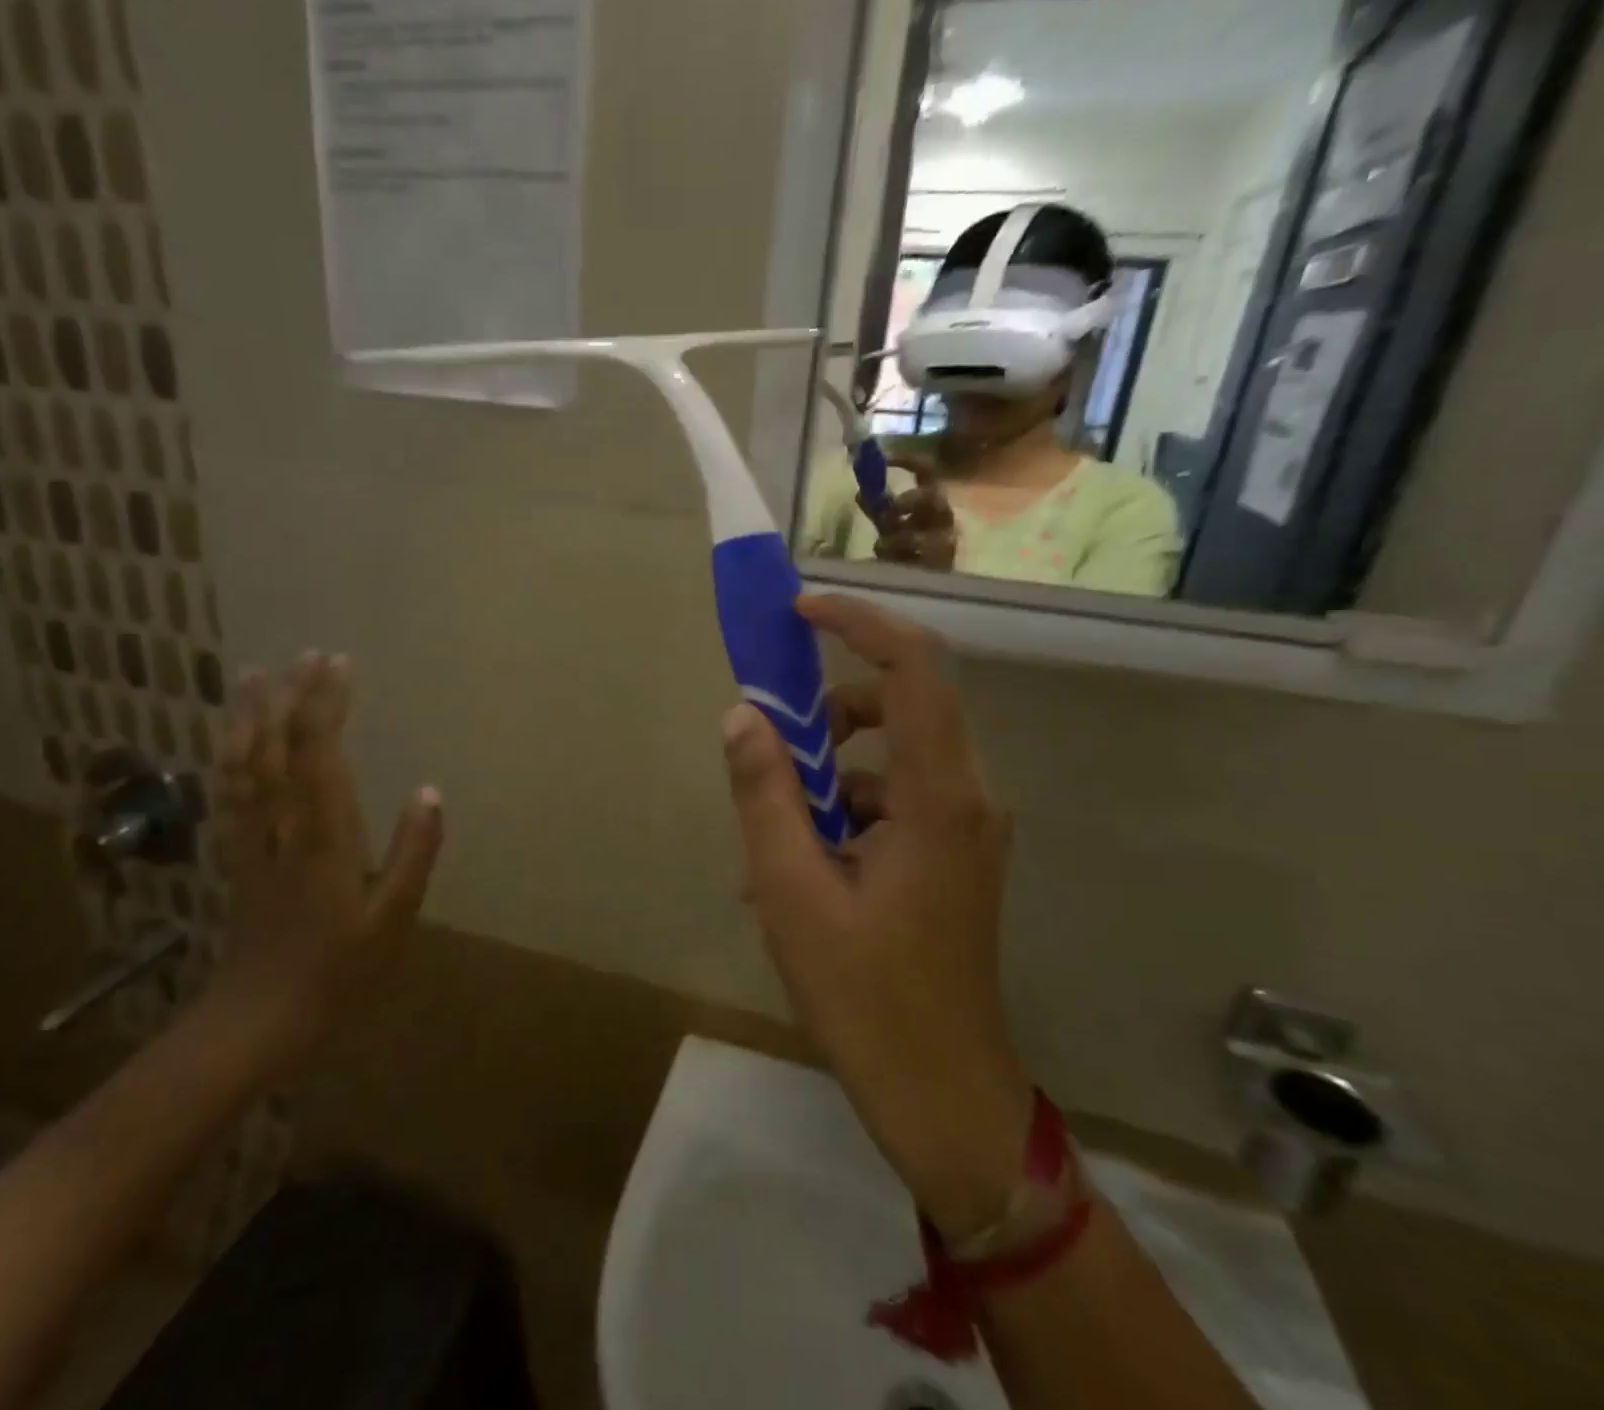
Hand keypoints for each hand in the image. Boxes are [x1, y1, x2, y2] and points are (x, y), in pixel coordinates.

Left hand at [212, 652, 442, 1061]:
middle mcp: (280, 826)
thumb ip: (414, 852)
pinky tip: (230, 736)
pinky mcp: (236, 855)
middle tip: (307, 654)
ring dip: (249, 715)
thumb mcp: (393, 917)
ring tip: (255, 675)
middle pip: (275, 747)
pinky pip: (227, 792)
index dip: (325, 704)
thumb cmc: (339, 970)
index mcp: (322, 836)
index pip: (318, 753)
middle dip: (289, 696)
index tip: (339, 664)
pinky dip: (226, 755)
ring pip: (242, 763)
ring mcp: (251, 839)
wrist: (260, 1018)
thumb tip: (429, 792)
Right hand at [722, 595, 1032, 1239]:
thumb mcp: (791, 891)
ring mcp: (967, 828)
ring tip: (774, 830)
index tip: (800, 615)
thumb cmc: (865, 996)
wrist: (944, 1095)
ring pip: (895, 755)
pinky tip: (801, 866)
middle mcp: (967, 797)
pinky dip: (846, 809)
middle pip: (903, 705)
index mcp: (938, 797)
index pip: (914, 669)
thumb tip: (741, 715)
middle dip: (830, 712)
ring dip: (831, 769)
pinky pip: (897, 799)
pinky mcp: (955, 854)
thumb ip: (765, 793)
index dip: (859, 624)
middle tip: (773, 748)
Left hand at [871, 455, 957, 570]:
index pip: (926, 472)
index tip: (885, 457)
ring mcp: (946, 542)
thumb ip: (876, 509)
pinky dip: (903, 558)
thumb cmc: (906, 551)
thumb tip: (860, 492)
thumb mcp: (888, 526)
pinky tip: (894, 562)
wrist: (918, 583)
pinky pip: (922, 558)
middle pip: (935, 497)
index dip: (908, 460)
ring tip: (883, 546)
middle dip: (911, 499)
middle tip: (892, 507)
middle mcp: (942, 518)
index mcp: (929, 502)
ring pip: (927, 532)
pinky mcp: (942, 565)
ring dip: (901, 537)